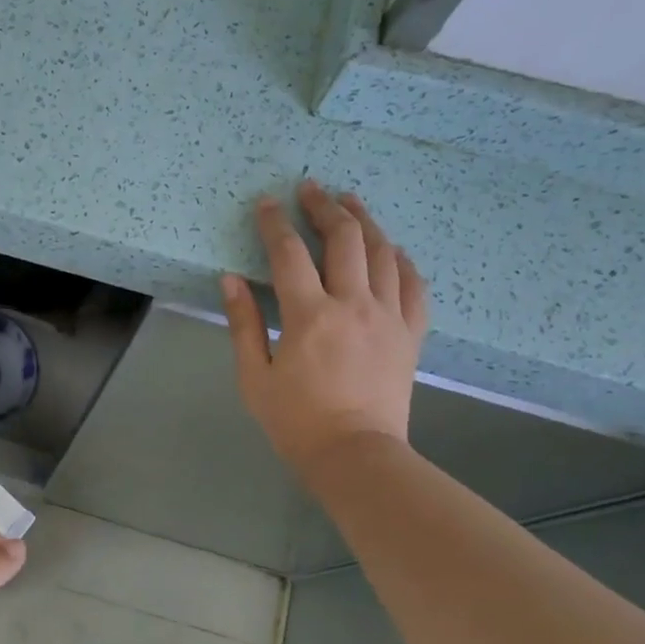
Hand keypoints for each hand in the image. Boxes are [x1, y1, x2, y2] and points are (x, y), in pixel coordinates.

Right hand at [221, 181, 428, 477]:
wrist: (356, 455)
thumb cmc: (295, 421)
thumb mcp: (255, 376)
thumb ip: (244, 324)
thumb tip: (231, 280)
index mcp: (309, 316)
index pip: (289, 254)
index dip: (275, 224)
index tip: (266, 202)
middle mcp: (354, 305)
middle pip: (344, 239)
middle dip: (325, 207)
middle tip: (311, 188)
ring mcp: (389, 316)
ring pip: (383, 252)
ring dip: (364, 221)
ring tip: (350, 202)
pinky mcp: (410, 332)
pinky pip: (414, 283)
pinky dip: (401, 259)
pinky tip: (391, 248)